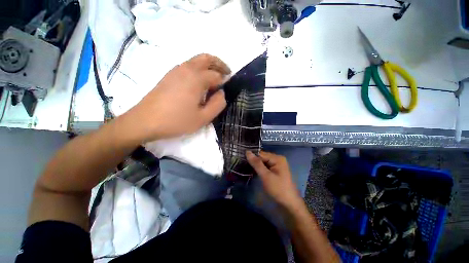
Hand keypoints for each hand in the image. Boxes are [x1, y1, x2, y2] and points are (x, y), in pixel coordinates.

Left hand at [125, 54, 230, 141]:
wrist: (145, 121)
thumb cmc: (177, 121)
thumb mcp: (203, 118)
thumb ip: (217, 104)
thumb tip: (222, 93)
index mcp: (196, 78)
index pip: (216, 75)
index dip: (223, 83)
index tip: (225, 91)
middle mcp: (186, 68)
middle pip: (206, 58)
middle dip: (219, 64)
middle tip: (227, 73)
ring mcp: (175, 70)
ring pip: (196, 60)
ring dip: (208, 66)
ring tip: (214, 80)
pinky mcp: (169, 75)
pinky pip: (187, 66)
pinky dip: (198, 69)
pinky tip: (198, 83)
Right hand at [246, 151, 302, 207]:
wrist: (289, 204)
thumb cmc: (278, 189)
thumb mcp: (266, 176)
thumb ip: (256, 163)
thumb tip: (247, 152)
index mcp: (277, 158)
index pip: (260, 154)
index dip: (252, 157)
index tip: (242, 161)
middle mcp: (278, 159)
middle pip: (262, 157)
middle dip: (254, 162)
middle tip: (243, 167)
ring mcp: (277, 165)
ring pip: (263, 162)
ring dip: (256, 166)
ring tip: (246, 169)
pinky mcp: (276, 171)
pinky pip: (265, 167)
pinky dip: (260, 169)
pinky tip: (254, 172)